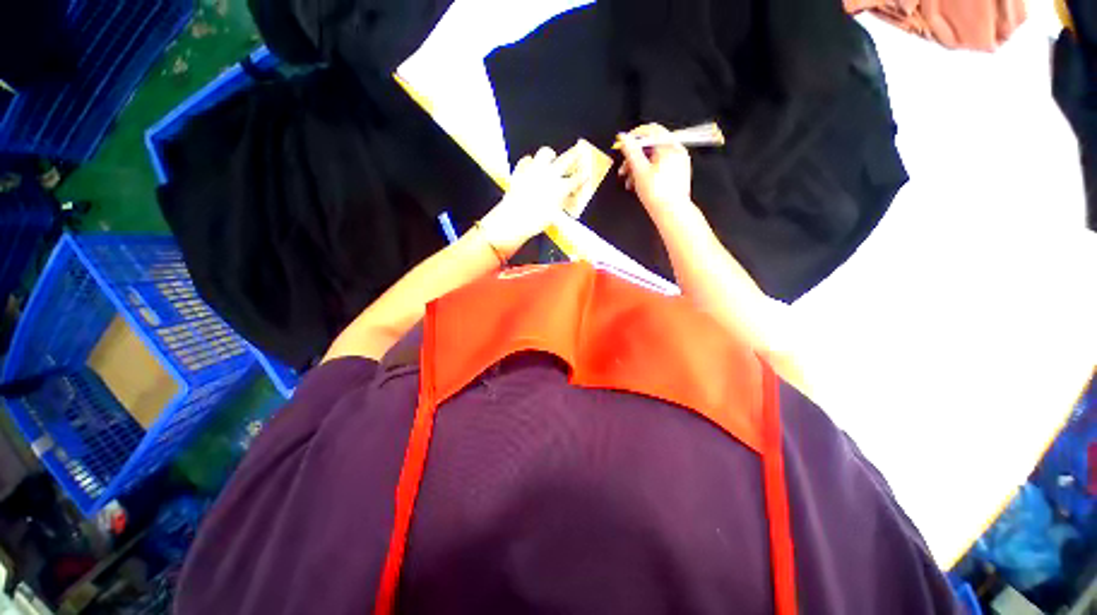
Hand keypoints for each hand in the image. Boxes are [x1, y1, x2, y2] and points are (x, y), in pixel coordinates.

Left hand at [478, 146, 584, 256]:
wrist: (513, 220)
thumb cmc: (536, 221)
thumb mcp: (554, 215)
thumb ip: (562, 203)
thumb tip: (568, 197)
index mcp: (560, 187)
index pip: (576, 178)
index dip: (583, 175)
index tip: (586, 172)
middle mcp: (549, 175)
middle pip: (566, 159)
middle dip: (574, 155)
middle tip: (577, 153)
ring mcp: (533, 170)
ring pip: (545, 153)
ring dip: (550, 155)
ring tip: (551, 158)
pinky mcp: (520, 170)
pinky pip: (526, 160)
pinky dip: (530, 162)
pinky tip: (531, 166)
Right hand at [618, 124, 691, 212]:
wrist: (671, 212)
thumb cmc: (658, 194)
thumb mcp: (639, 170)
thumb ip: (631, 151)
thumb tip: (624, 138)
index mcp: (669, 147)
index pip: (651, 130)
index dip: (634, 136)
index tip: (623, 145)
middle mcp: (677, 151)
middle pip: (651, 146)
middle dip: (634, 157)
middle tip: (623, 169)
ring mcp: (678, 163)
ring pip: (654, 158)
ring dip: (638, 167)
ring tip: (629, 181)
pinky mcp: (677, 174)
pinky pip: (660, 167)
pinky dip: (648, 173)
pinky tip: (638, 184)